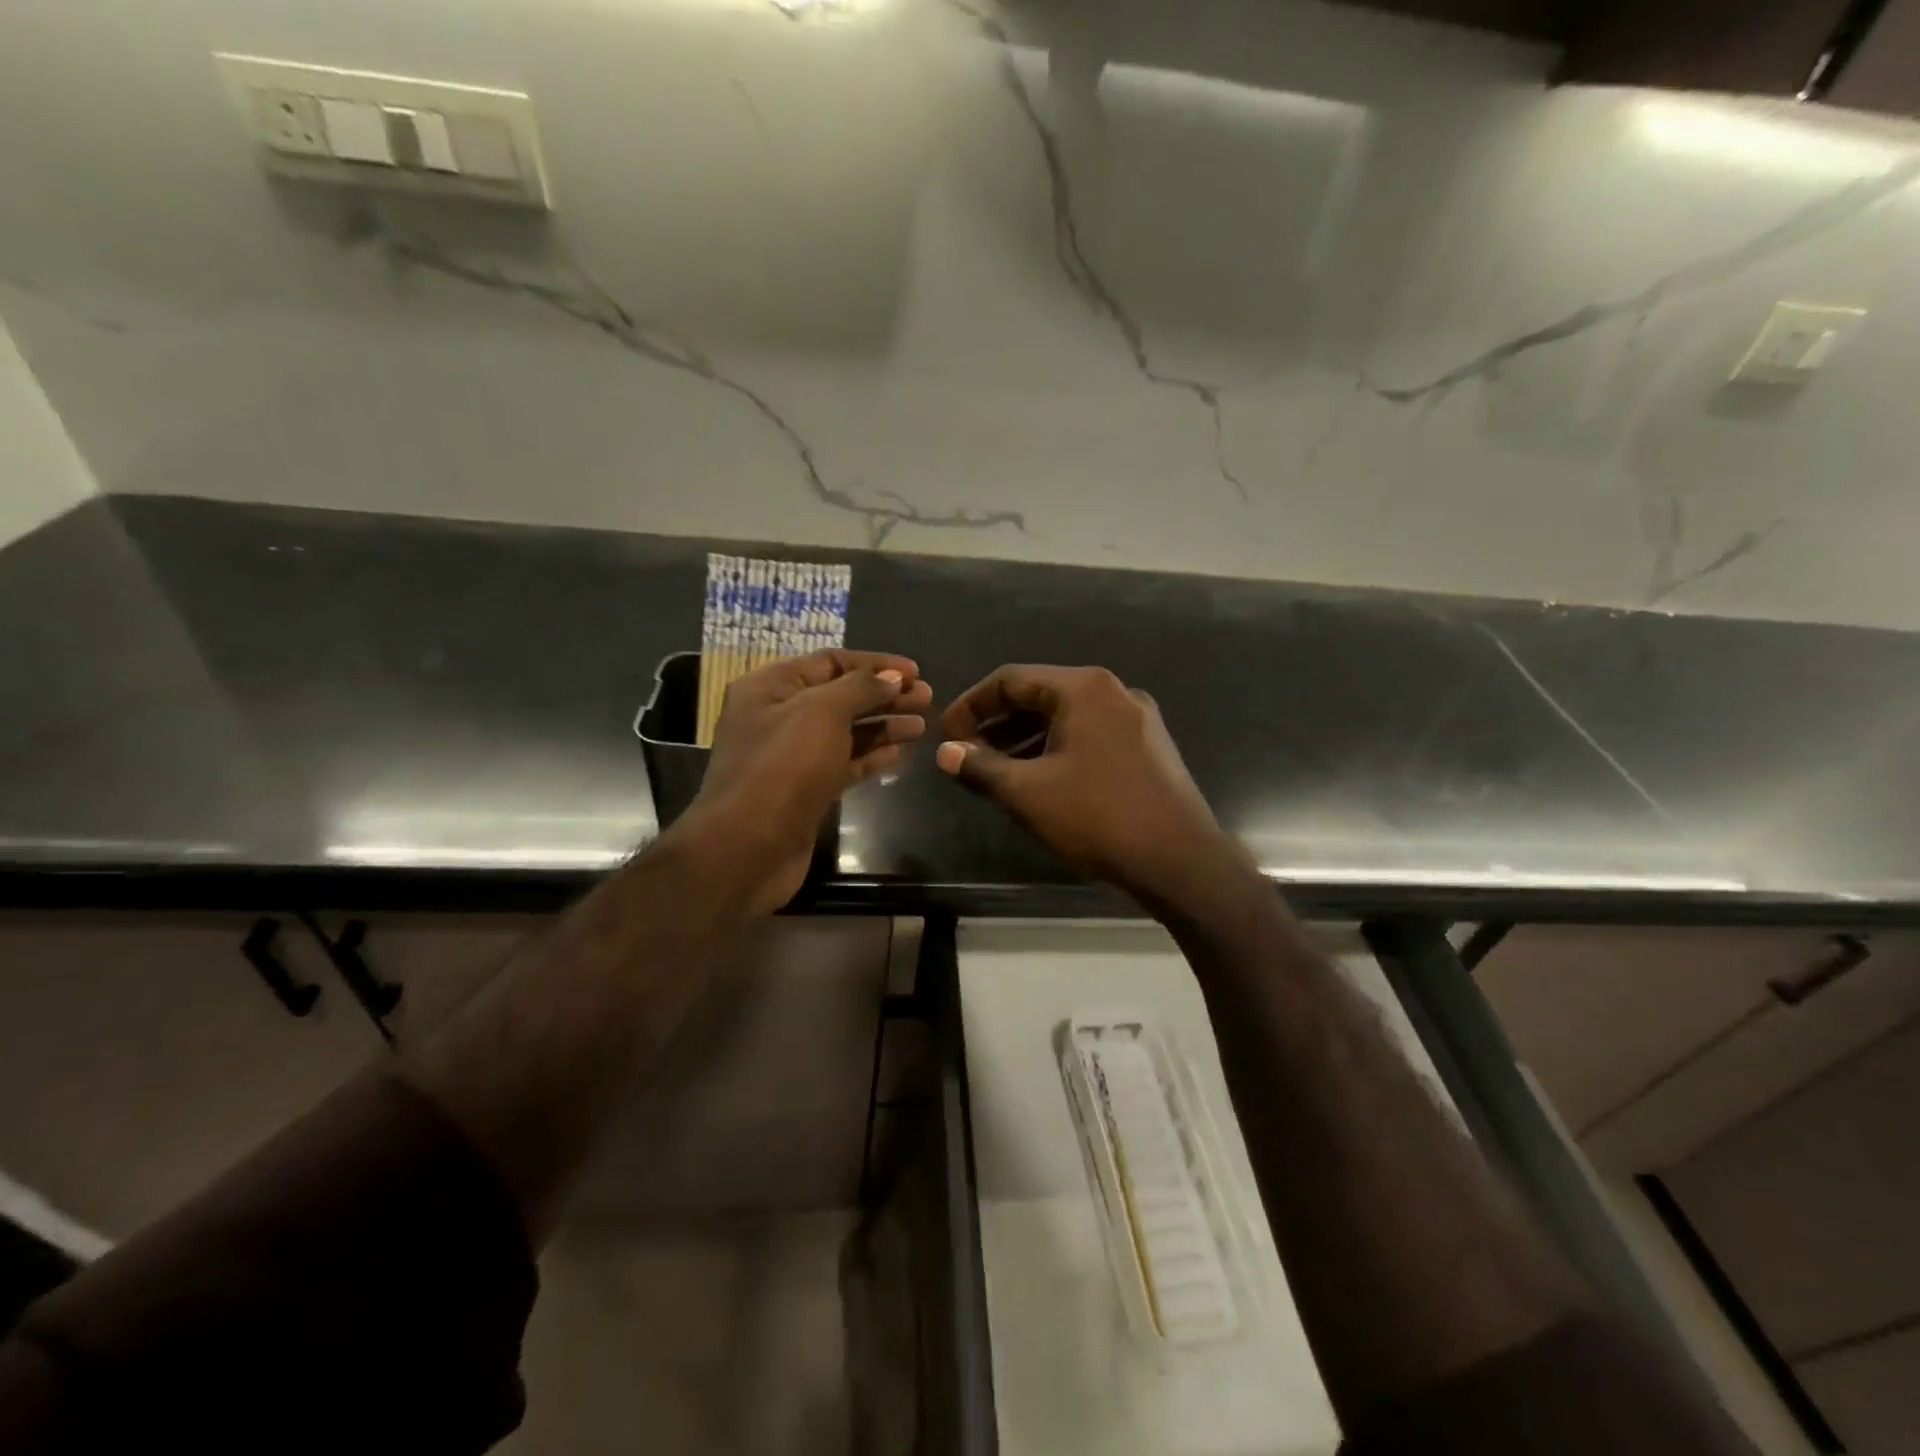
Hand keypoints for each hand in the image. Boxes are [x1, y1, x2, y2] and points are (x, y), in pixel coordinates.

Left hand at [677, 650, 930, 913]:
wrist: (747, 849)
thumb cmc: (783, 768)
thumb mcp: (822, 712)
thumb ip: (861, 688)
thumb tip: (892, 677)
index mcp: (771, 687)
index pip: (830, 662)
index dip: (875, 664)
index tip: (916, 671)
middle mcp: (778, 717)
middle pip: (841, 696)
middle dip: (884, 695)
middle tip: (928, 698)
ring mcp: (791, 757)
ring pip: (845, 732)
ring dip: (883, 725)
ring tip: (922, 725)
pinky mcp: (805, 791)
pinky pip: (843, 764)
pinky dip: (870, 757)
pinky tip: (900, 753)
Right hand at [935, 664, 1249, 912]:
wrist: (1181, 861)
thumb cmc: (1098, 818)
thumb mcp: (1028, 793)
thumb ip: (980, 767)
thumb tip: (944, 752)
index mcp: (1084, 688)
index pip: (1011, 679)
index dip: (971, 705)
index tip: (945, 733)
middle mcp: (1114, 692)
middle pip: (1040, 695)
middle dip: (997, 723)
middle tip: (965, 751)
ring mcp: (1137, 720)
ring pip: (1066, 718)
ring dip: (1025, 738)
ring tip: (994, 768)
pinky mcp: (1148, 748)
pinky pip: (1090, 736)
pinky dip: (1056, 749)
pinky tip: (1039, 778)